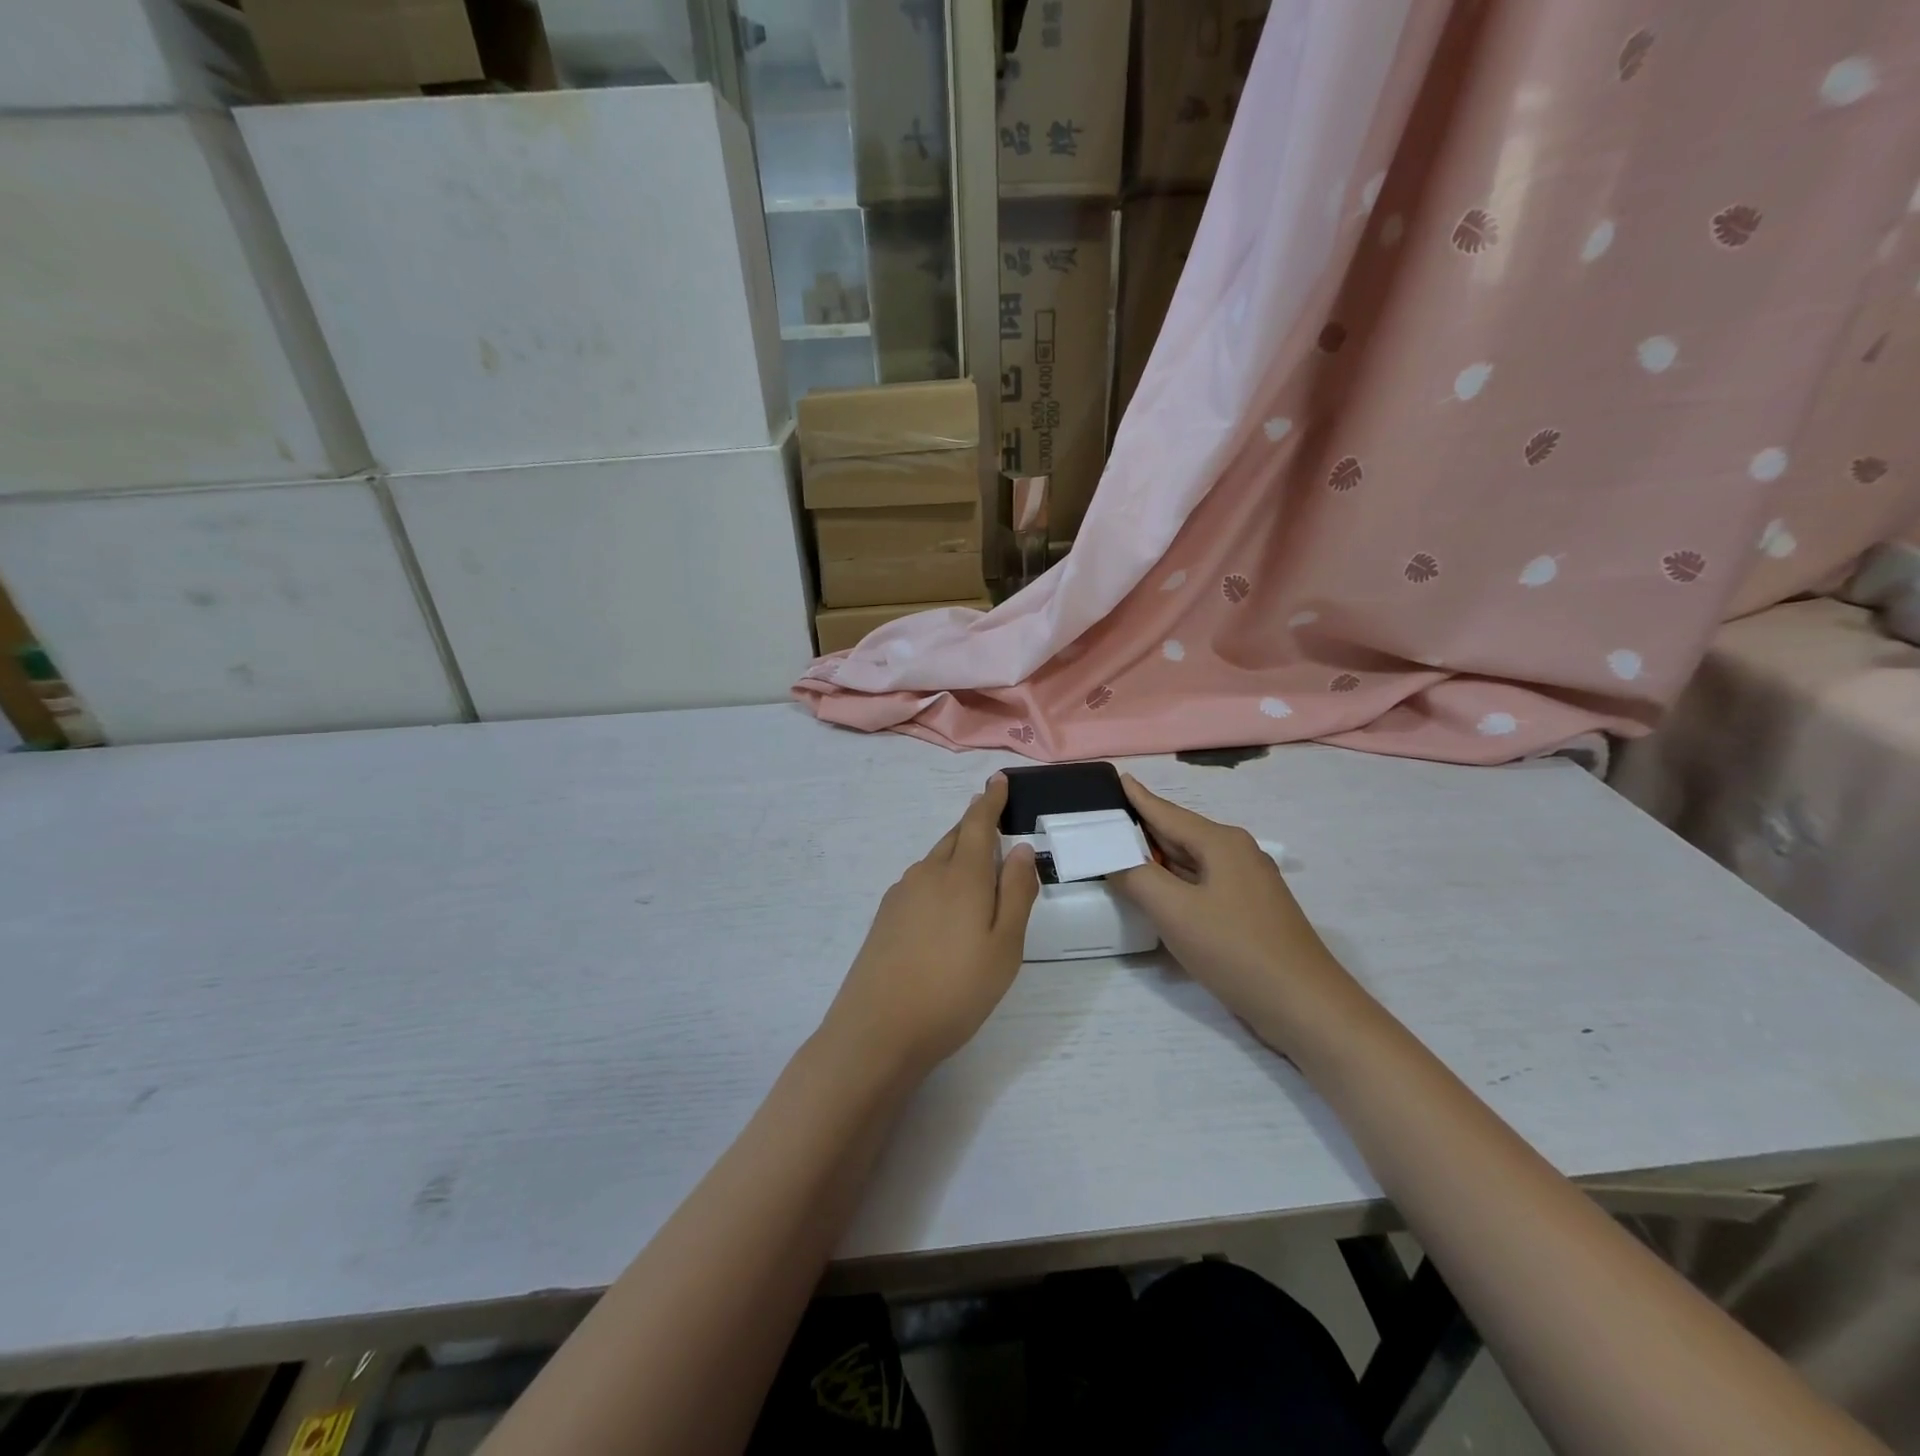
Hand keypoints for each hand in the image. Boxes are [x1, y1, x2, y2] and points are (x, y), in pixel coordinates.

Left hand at [822, 774, 1039, 1080]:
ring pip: (935, 860)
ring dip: (956, 852)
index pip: (978, 824)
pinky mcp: (885, 917)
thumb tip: (1021, 848)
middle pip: (954, 838)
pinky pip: (920, 882)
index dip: (990, 801)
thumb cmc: (955, 990)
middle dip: (974, 824)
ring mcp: (901, 895)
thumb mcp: (1004, 947)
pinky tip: (944, 903)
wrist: (878, 1029)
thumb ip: (1016, 894)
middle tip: (991, 816)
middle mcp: (928, 875)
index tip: (997, 781)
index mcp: (962, 877)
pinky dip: (939, 877)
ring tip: (974, 862)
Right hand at [1113, 775, 1365, 1052]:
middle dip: (1141, 826)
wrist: (1305, 1006)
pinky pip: (1201, 884)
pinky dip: (1174, 881)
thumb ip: (1136, 878)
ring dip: (1156, 856)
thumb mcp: (1175, 911)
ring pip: (1190, 860)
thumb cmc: (1236, 949)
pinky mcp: (1249, 911)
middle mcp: (1236, 853)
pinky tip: (1157, 891)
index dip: (1136, 797)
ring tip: (1119, 850)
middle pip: (1178, 833)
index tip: (1114, 778)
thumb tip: (1112, 858)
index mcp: (1220, 843)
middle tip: (1102, 820)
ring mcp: (1246, 883)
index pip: (1165, 811)